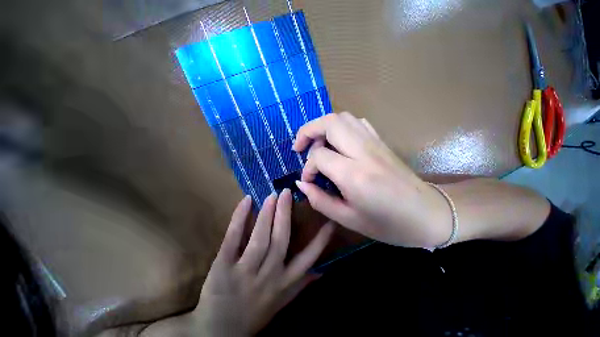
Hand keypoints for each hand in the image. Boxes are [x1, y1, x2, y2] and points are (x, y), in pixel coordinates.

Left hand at [194, 190, 334, 335]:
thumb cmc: (254, 314)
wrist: (218, 333)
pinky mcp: (222, 267)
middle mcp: (268, 276)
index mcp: (284, 283)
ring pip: (260, 237)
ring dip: (267, 213)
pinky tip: (246, 200)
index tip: (330, 220)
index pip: (308, 258)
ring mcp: (244, 272)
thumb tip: (323, 271)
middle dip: (285, 213)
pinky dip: (239, 218)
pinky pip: (232, 238)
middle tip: (287, 192)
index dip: (321, 239)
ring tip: (272, 195)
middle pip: (281, 239)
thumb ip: (302, 284)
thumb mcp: (283, 302)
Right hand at [292, 112, 448, 247]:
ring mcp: (374, 143)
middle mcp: (363, 152)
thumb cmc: (388, 224)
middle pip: (329, 123)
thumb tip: (301, 183)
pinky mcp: (381, 141)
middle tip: (300, 146)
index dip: (307, 167)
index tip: (308, 180)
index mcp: (354, 175)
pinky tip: (337, 143)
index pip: (319, 156)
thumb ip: (319, 200)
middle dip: (308, 130)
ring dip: (323, 126)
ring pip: (342, 118)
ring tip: (316, 144)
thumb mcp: (348, 219)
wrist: (429, 214)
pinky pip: (356, 123)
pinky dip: (340, 127)